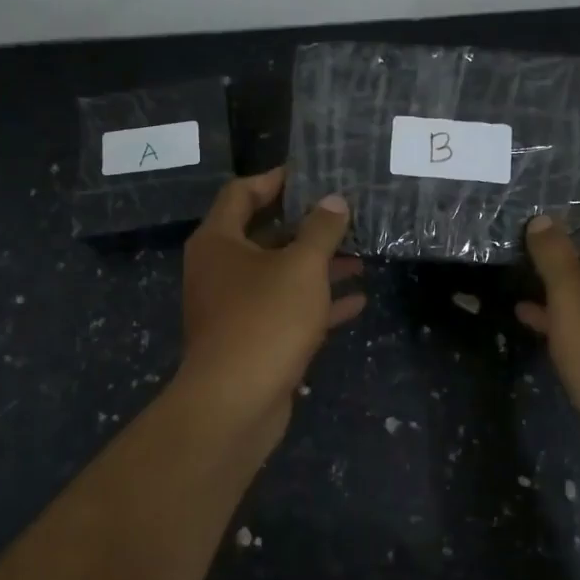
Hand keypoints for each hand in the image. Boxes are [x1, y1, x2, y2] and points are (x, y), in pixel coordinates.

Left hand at [179, 168, 365, 440]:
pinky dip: (317, 303)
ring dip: (317, 265)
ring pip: (279, 274)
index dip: (275, 180)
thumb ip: (321, 230)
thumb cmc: (265, 319)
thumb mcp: (301, 267)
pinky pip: (286, 310)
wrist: (235, 404)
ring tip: (360, 255)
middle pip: (263, 234)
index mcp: (219, 241)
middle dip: (306, 226)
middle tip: (345, 214)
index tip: (312, 175)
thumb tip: (334, 200)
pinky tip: (357, 300)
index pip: (242, 193)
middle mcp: (220, 269)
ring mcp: (234, 307)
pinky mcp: (251, 339)